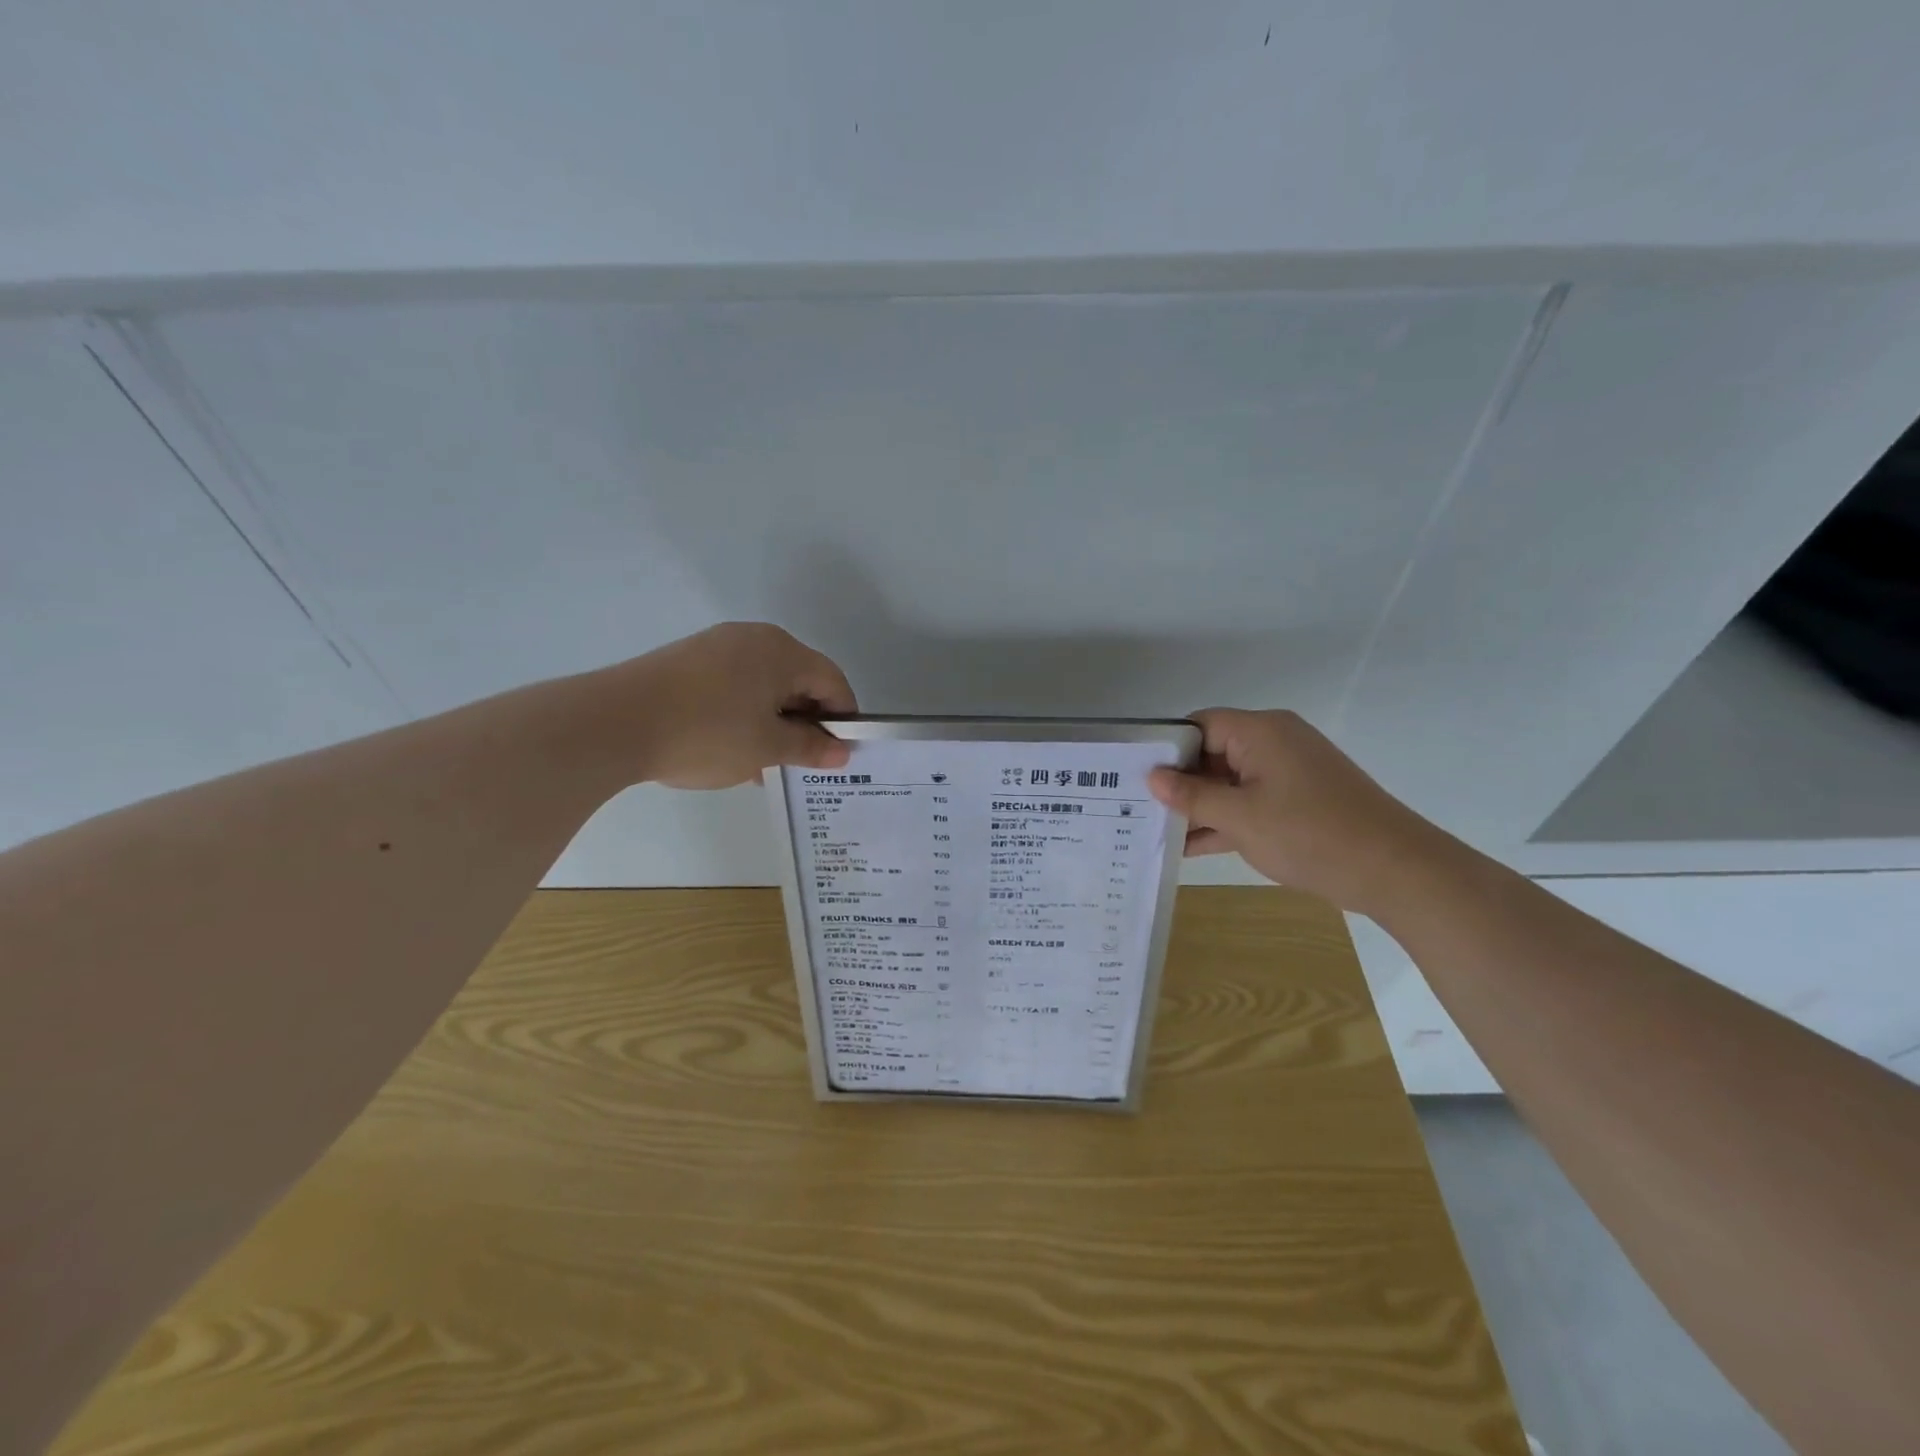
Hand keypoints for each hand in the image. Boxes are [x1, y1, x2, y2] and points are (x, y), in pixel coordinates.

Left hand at [616, 623, 856, 789]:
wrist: (613, 723)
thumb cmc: (706, 733)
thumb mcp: (766, 748)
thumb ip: (809, 747)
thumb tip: (842, 751)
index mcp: (781, 651)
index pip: (832, 681)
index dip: (843, 718)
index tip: (839, 753)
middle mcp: (753, 638)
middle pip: (798, 679)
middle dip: (805, 722)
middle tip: (801, 762)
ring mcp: (716, 646)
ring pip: (764, 685)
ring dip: (773, 722)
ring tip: (763, 763)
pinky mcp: (687, 661)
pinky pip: (733, 685)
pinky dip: (743, 714)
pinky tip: (730, 749)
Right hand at [1147, 708, 1442, 913]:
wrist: (1396, 871)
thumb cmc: (1310, 834)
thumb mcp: (1240, 817)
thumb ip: (1192, 796)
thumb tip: (1152, 777)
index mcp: (1261, 732)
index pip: (1199, 726)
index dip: (1166, 749)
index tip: (1135, 776)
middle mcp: (1274, 743)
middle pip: (1212, 754)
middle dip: (1178, 783)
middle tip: (1136, 808)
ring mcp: (1287, 774)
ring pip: (1229, 782)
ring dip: (1199, 807)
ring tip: (1154, 832)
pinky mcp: (1298, 801)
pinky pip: (1249, 802)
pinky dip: (1225, 820)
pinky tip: (1189, 847)